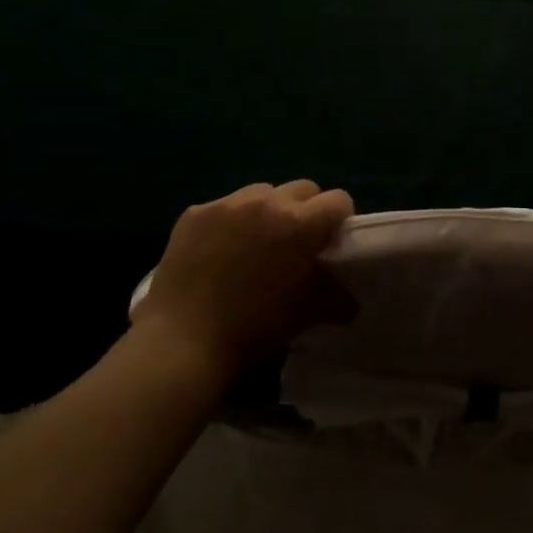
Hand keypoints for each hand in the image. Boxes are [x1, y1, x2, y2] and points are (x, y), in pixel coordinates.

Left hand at [135, 180, 354, 375]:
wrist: (183, 343)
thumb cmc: (254, 329)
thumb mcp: (305, 314)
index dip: (339, 220)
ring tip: (255, 245)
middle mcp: (266, 202)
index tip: (330, 242)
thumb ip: (334, 296)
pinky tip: (218, 253)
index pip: (338, 200)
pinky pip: (224, 207)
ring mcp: (226, 204)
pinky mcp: (194, 214)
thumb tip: (349, 299)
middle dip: (305, 211)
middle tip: (295, 244)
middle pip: (302, 189)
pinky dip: (230, 222)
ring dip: (267, 211)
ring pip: (261, 192)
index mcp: (300, 224)